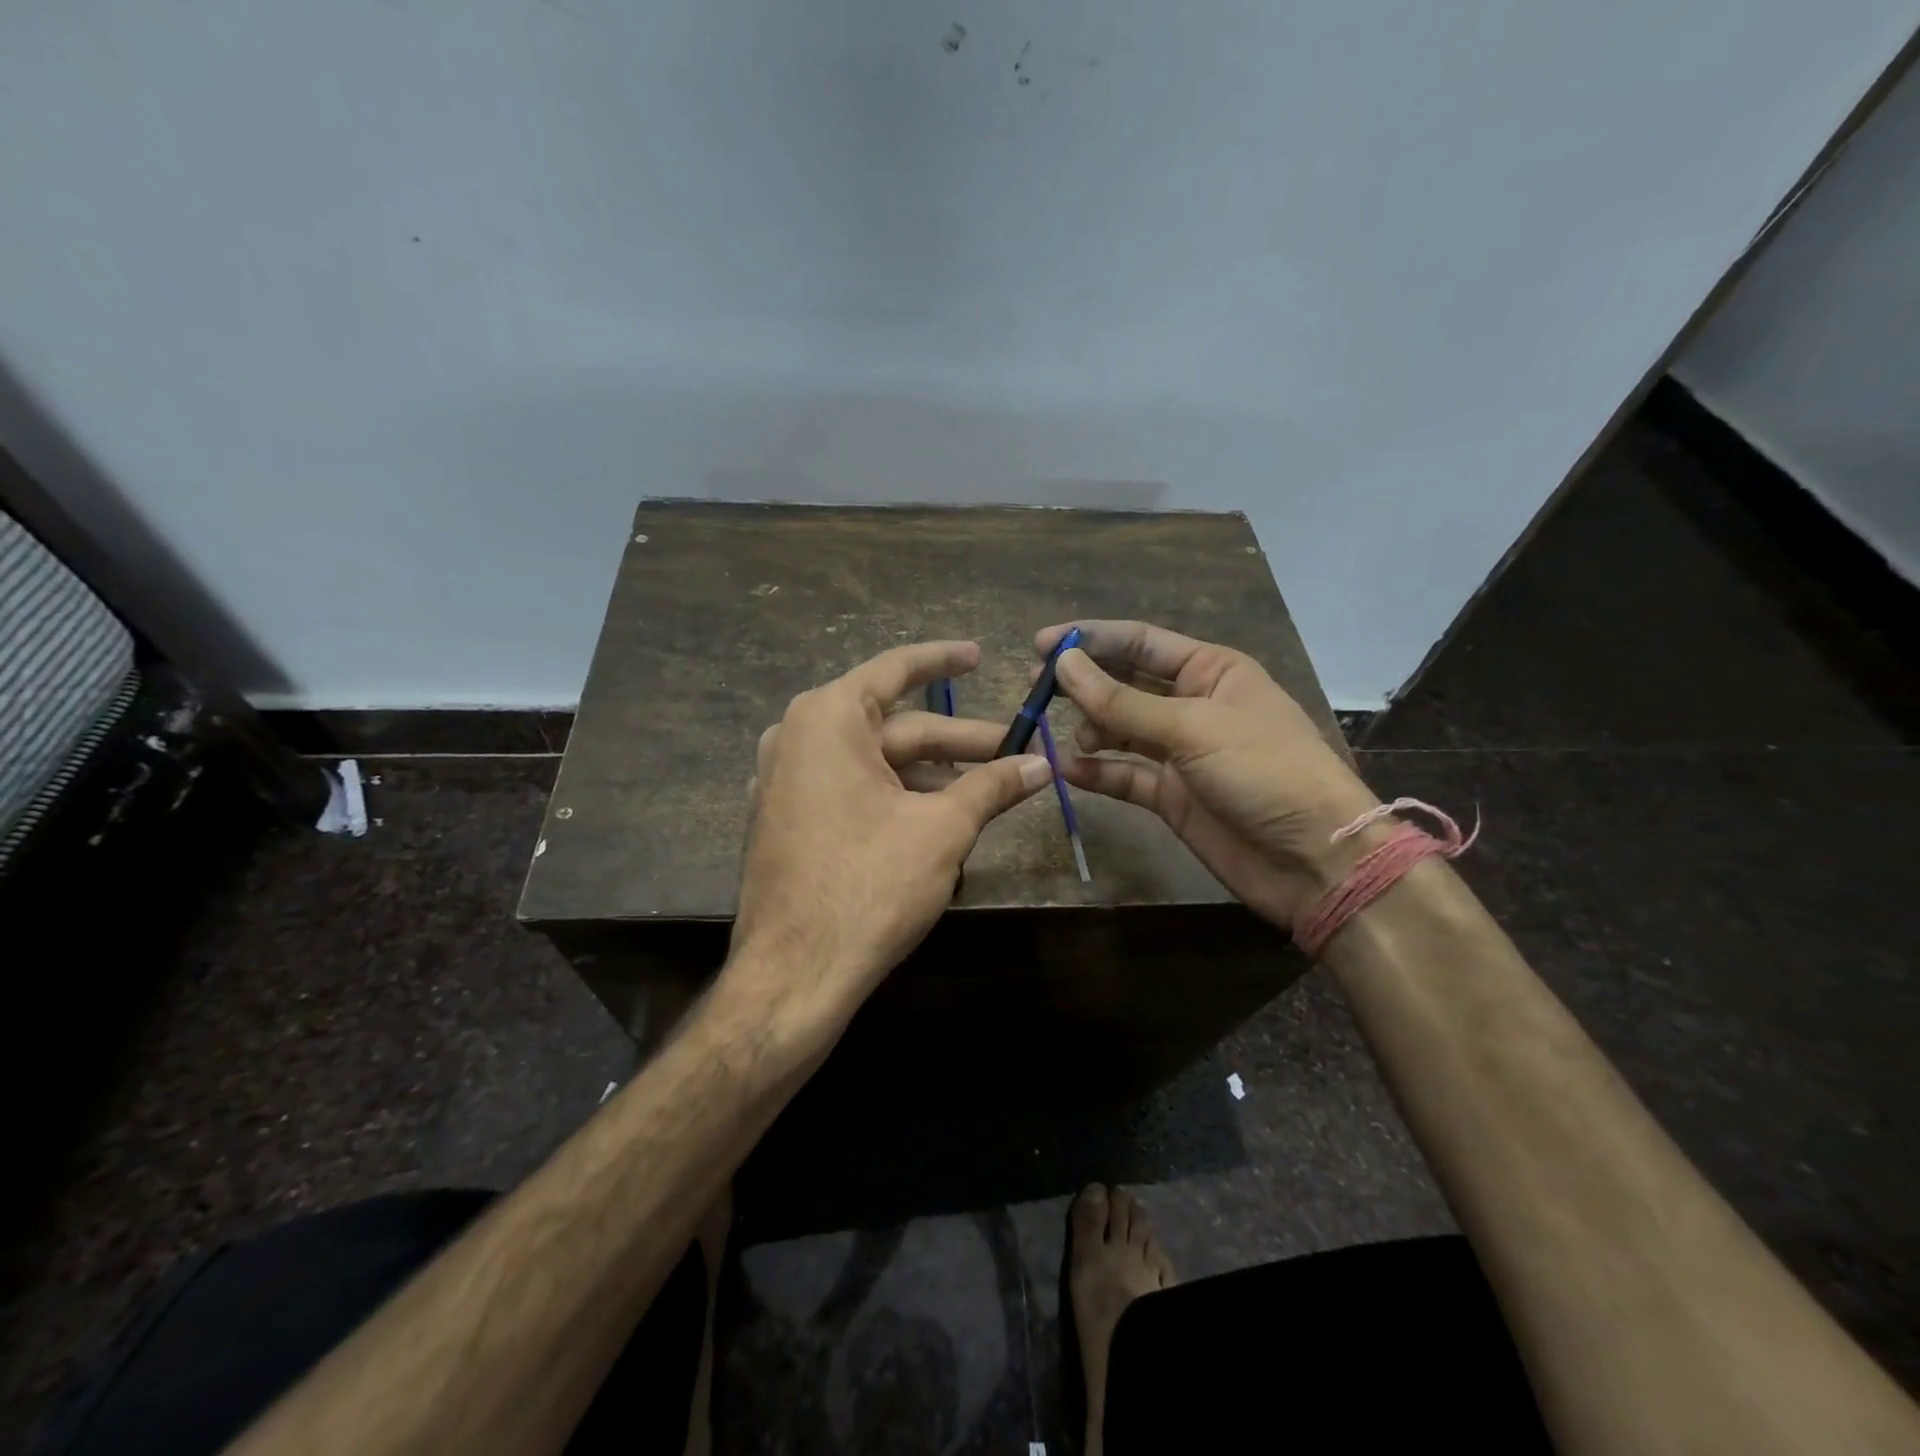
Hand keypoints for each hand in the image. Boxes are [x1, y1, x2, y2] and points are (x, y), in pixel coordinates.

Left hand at [721, 641, 1051, 1046]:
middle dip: (957, 741)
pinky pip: (849, 789)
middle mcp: (797, 737)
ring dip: (930, 774)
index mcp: (827, 718)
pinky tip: (935, 817)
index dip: (944, 660)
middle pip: (893, 726)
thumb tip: (1044, 765)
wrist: (793, 975)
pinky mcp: (786, 819)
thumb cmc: (870, 885)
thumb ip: (993, 786)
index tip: (980, 655)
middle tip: (1014, 751)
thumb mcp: (943, 829)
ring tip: (986, 793)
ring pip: (874, 763)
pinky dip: (894, 795)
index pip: (896, 670)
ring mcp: (784, 781)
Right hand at [1039, 620, 1381, 926]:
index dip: (1092, 640)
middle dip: (1084, 685)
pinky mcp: (1171, 795)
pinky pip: (1124, 775)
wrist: (1313, 861)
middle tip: (1036, 691)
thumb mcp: (1193, 728)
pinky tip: (1068, 770)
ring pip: (1120, 730)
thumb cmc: (1264, 771)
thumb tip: (1063, 663)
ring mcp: (1180, 753)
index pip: (1141, 643)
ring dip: (1090, 730)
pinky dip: (1097, 771)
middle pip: (1125, 684)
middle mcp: (1192, 705)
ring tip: (1071, 739)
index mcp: (1211, 671)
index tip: (1041, 646)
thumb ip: (1122, 701)